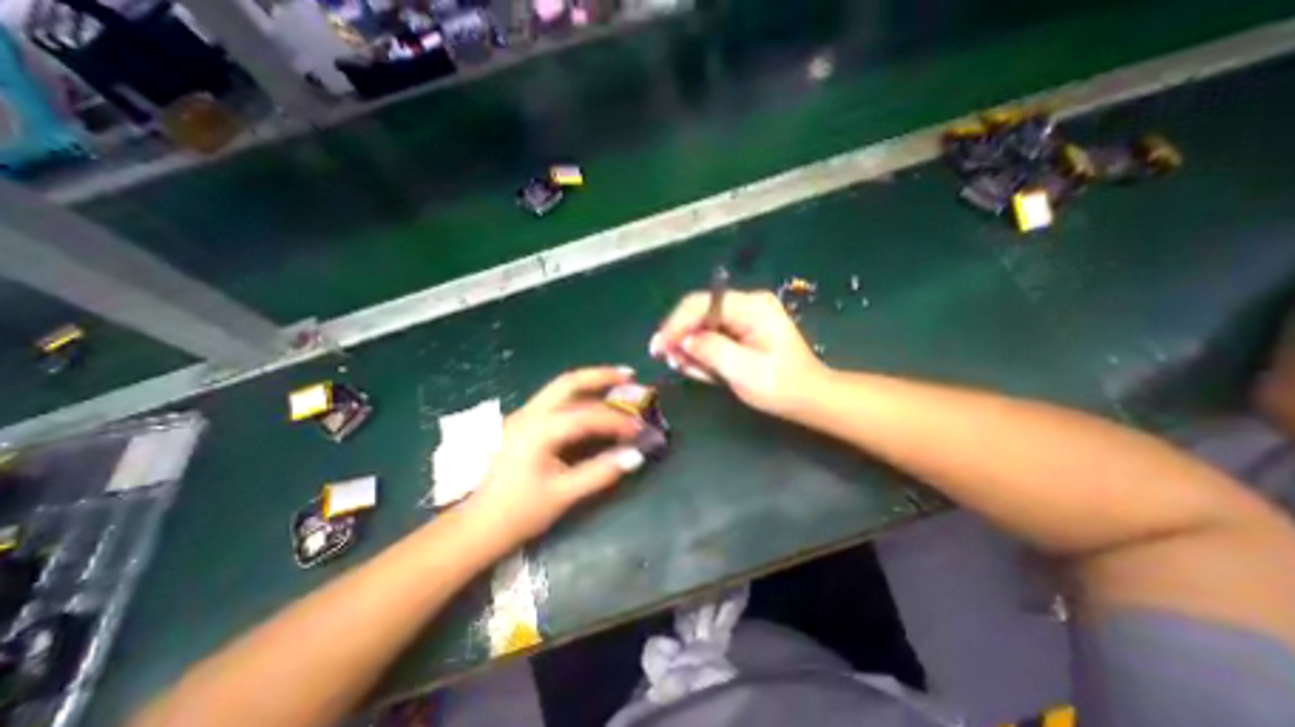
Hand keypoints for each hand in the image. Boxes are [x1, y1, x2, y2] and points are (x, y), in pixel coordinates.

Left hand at [469, 366, 644, 541]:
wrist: (477, 525)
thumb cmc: (519, 512)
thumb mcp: (563, 494)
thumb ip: (601, 472)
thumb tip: (636, 456)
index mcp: (538, 430)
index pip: (587, 416)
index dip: (617, 420)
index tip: (640, 428)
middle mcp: (530, 414)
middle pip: (569, 382)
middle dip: (602, 376)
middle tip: (630, 375)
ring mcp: (524, 415)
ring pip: (561, 387)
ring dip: (591, 382)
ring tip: (618, 380)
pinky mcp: (524, 423)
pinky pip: (556, 400)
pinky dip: (580, 395)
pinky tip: (594, 401)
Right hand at [652, 288, 823, 414]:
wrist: (808, 397)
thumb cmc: (781, 386)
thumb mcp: (744, 371)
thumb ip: (711, 350)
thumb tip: (683, 339)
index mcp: (751, 307)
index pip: (701, 304)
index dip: (676, 324)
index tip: (659, 347)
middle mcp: (746, 304)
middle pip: (699, 311)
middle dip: (680, 335)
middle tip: (666, 359)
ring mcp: (744, 317)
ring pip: (702, 324)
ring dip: (689, 345)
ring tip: (682, 366)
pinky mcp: (742, 330)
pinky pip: (713, 335)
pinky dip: (701, 350)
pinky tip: (698, 367)